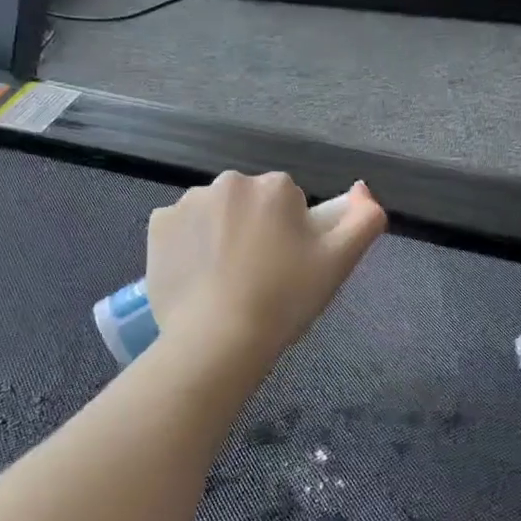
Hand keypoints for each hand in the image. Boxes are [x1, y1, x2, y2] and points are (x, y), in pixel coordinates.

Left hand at [146, 172, 386, 365]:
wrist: (218, 338)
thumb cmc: (284, 300)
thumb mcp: (338, 262)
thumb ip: (363, 220)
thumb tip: (362, 190)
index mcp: (275, 186)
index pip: (288, 203)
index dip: (290, 235)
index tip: (286, 269)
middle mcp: (229, 181)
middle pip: (249, 203)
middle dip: (254, 229)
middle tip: (258, 278)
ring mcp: (188, 201)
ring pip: (214, 214)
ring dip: (220, 235)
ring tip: (224, 282)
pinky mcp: (157, 225)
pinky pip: (180, 228)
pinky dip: (188, 246)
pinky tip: (197, 278)